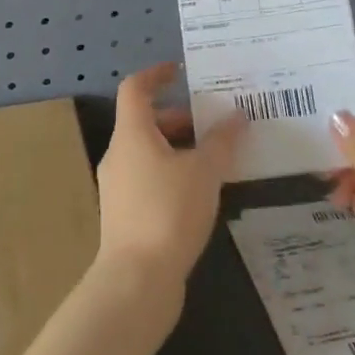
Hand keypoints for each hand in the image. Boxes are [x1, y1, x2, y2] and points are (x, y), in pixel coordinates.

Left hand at [95, 63, 244, 290]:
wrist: (136, 283)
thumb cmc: (168, 212)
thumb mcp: (204, 171)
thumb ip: (222, 142)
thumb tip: (237, 117)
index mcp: (131, 134)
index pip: (135, 88)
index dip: (156, 75)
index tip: (181, 71)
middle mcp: (119, 155)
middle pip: (145, 122)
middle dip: (179, 118)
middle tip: (213, 121)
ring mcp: (118, 188)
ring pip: (148, 153)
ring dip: (178, 148)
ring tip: (214, 158)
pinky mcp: (124, 217)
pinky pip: (149, 180)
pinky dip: (172, 175)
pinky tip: (200, 194)